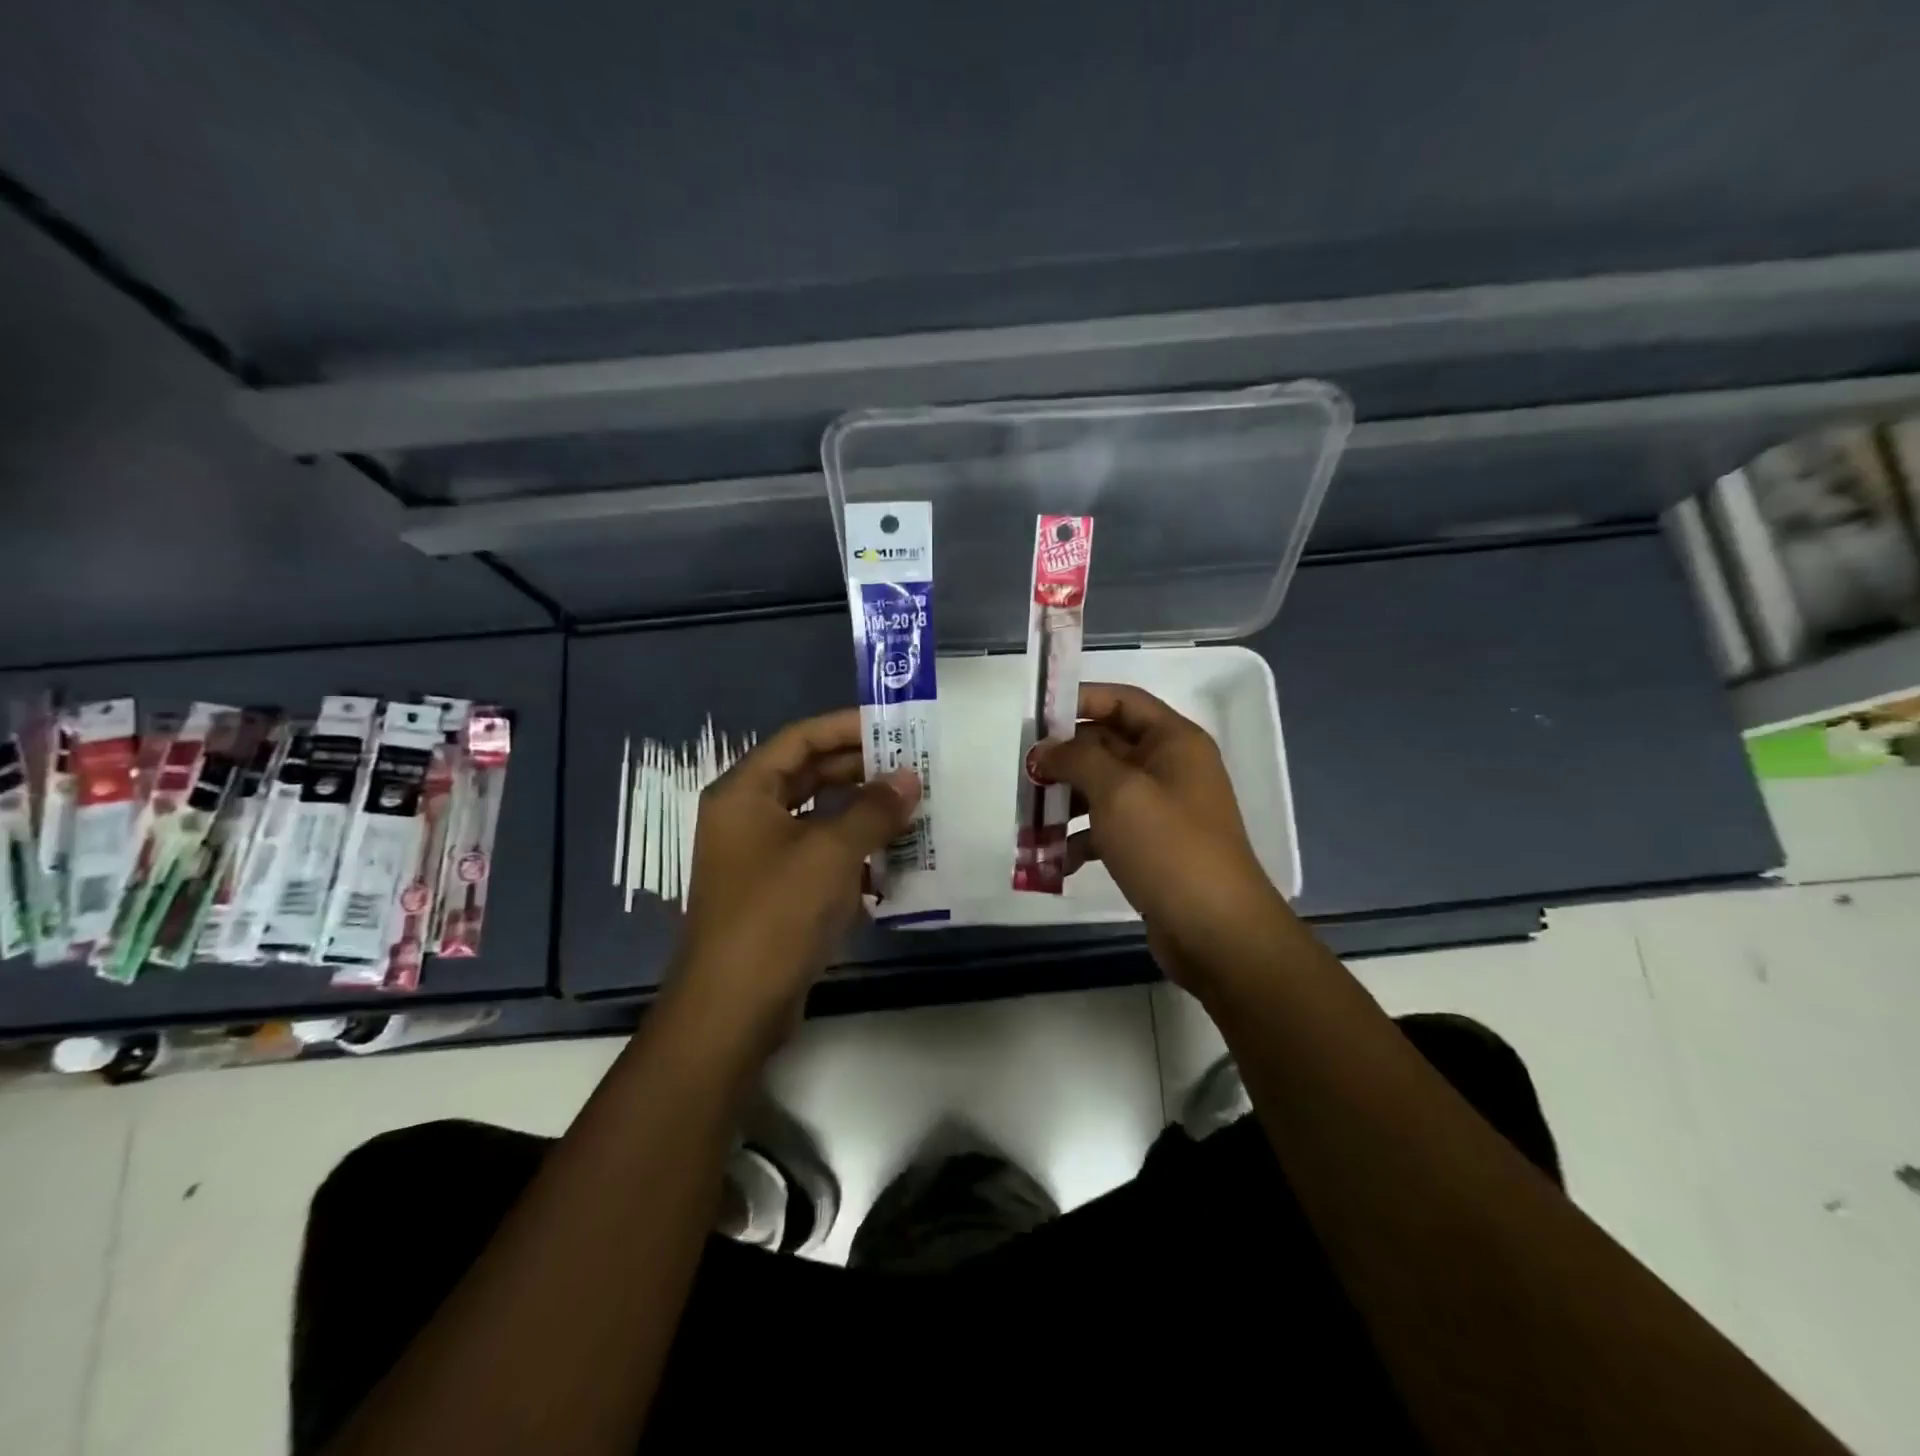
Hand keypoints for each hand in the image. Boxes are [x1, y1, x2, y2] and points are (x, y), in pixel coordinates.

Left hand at [672, 709, 919, 1043]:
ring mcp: (760, 858)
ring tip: (914, 808)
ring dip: (863, 814)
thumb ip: (873, 809)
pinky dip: (855, 854)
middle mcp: (748, 817)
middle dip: (862, 771)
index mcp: (745, 793)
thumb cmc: (776, 914)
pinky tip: (896, 860)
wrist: (733, 1009)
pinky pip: (821, 857)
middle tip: (915, 767)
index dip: (847, 727)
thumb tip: (909, 778)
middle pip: (809, 776)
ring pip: (819, 819)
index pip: (800, 739)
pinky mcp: (777, 894)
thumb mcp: (831, 853)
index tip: (896, 727)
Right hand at [1031, 683, 1288, 990]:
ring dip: (1065, 804)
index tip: (1037, 717)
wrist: (1217, 931)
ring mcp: (1162, 810)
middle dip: (1064, 761)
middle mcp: (1170, 769)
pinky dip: (1080, 840)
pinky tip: (1055, 862)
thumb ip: (1077, 759)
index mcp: (1173, 742)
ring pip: (1102, 791)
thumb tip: (1046, 750)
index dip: (1079, 701)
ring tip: (1029, 823)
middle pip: (1107, 746)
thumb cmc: (1168, 847)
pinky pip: (1107, 830)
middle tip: (1025, 776)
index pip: (1122, 701)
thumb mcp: (1118, 792)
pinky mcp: (1152, 848)